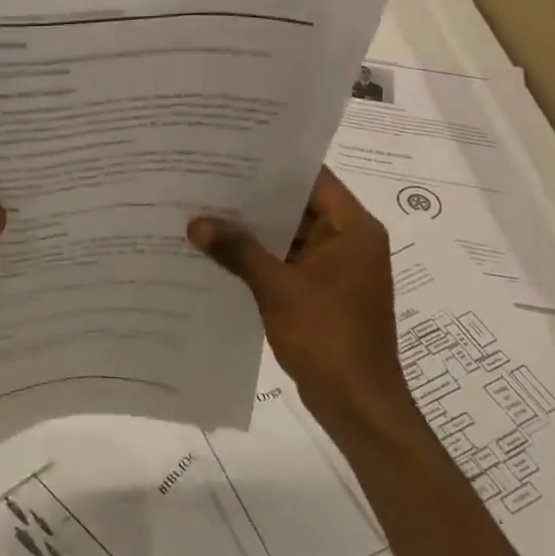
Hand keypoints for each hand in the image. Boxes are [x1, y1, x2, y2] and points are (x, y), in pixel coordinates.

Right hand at [188, 168, 411, 444]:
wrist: (357, 403)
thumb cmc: (327, 337)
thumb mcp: (278, 289)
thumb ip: (239, 251)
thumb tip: (197, 223)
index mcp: (353, 229)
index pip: (314, 178)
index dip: (274, 165)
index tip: (232, 152)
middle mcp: (348, 241)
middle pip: (299, 206)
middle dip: (255, 199)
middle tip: (207, 181)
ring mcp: (336, 268)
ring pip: (291, 236)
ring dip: (255, 231)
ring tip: (206, 213)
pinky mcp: (323, 292)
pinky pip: (288, 263)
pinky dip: (260, 258)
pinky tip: (220, 254)